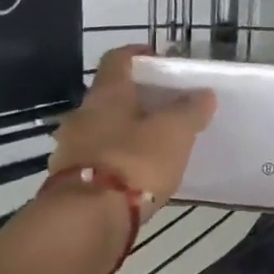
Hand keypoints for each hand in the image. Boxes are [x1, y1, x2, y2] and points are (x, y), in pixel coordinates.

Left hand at [48, 45, 214, 219]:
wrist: (87, 218)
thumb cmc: (134, 162)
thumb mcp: (174, 133)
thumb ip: (189, 111)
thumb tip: (203, 93)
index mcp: (106, 94)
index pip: (118, 59)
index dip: (138, 54)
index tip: (158, 58)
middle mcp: (82, 115)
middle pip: (109, 98)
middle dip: (135, 100)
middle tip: (165, 108)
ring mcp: (71, 149)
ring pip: (101, 130)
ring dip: (124, 133)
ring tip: (154, 145)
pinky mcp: (69, 181)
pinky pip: (97, 160)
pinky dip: (116, 161)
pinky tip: (135, 176)